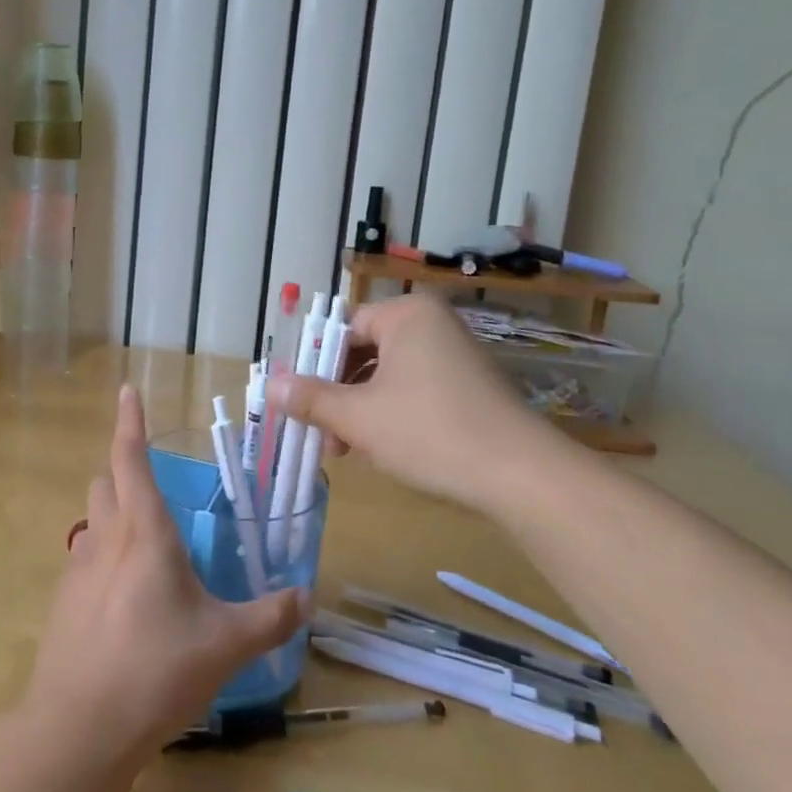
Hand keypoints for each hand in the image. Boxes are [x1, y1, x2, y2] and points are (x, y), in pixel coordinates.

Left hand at [21, 385, 310, 764]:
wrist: (79, 727)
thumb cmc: (157, 670)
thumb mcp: (226, 644)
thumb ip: (270, 617)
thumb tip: (306, 597)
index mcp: (145, 532)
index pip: (130, 458)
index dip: (129, 421)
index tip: (125, 391)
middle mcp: (106, 538)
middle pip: (104, 482)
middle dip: (123, 471)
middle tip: (152, 485)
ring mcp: (77, 569)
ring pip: (92, 520)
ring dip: (112, 515)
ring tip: (143, 545)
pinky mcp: (62, 601)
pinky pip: (83, 559)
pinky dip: (102, 558)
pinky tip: (123, 599)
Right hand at [266, 292, 564, 511]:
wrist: (522, 477)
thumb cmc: (430, 432)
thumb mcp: (359, 418)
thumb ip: (311, 399)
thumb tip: (269, 385)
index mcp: (407, 315)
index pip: (344, 329)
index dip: (315, 365)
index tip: (299, 401)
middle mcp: (433, 325)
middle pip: (365, 352)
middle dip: (338, 394)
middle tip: (320, 432)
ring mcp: (456, 355)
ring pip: (388, 376)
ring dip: (361, 409)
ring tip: (347, 450)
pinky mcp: (470, 387)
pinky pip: (415, 389)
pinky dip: (392, 413)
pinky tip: (382, 448)